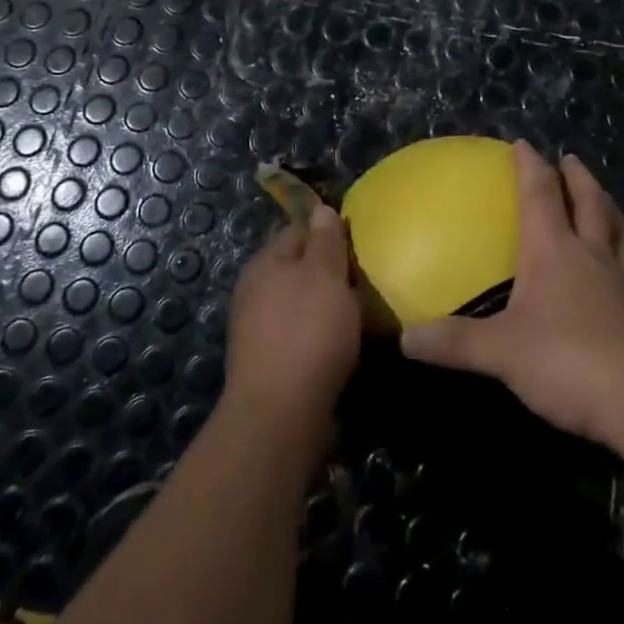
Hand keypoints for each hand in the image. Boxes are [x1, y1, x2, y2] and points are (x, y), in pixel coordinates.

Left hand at [223, 204, 361, 438]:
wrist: (279, 413)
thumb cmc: (307, 332)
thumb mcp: (324, 275)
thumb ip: (325, 240)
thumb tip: (321, 209)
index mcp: (265, 263)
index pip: (298, 230)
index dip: (329, 232)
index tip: (360, 243)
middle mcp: (256, 292)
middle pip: (300, 268)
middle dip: (332, 272)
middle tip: (367, 279)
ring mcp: (259, 329)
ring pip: (303, 303)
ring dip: (330, 306)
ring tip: (363, 313)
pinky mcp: (270, 362)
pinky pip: (303, 335)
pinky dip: (324, 334)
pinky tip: (345, 344)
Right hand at [400, 141, 623, 445]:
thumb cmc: (566, 359)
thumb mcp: (501, 352)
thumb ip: (455, 342)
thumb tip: (407, 339)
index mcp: (555, 252)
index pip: (541, 195)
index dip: (530, 167)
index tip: (523, 144)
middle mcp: (591, 257)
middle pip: (589, 203)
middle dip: (578, 177)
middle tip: (570, 159)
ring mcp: (621, 284)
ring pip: (617, 231)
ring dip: (607, 207)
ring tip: (602, 199)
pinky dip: (623, 252)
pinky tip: (620, 265)